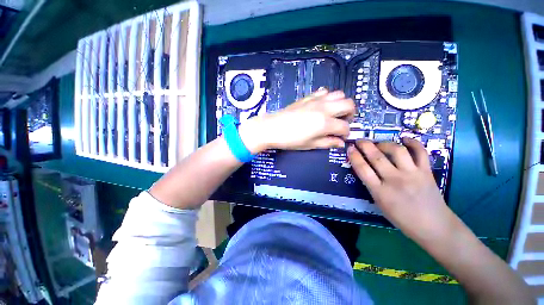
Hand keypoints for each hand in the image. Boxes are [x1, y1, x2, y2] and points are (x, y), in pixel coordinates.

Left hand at [239, 89, 355, 152]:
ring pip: (339, 94)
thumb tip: (341, 143)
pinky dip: (328, 97)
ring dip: (341, 104)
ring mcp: (316, 100)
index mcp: (325, 123)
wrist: (272, 128)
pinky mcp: (308, 97)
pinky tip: (322, 106)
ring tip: (334, 113)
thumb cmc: (290, 139)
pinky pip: (324, 91)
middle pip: (349, 104)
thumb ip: (328, 143)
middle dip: (350, 114)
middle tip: (342, 123)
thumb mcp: (310, 145)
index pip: (345, 127)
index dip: (346, 134)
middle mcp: (324, 108)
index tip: (341, 138)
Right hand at [347, 138, 457, 242]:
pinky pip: (420, 152)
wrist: (434, 226)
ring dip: (385, 143)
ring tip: (379, 143)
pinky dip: (413, 142)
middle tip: (360, 140)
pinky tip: (404, 139)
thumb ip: (372, 186)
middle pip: (377, 157)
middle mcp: (395, 180)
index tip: (350, 148)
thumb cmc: (402, 219)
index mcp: (380, 192)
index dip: (354, 156)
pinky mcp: (427, 172)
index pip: (362, 169)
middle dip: (365, 145)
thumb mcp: (380, 204)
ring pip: (397, 151)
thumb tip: (365, 170)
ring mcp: (412, 174)